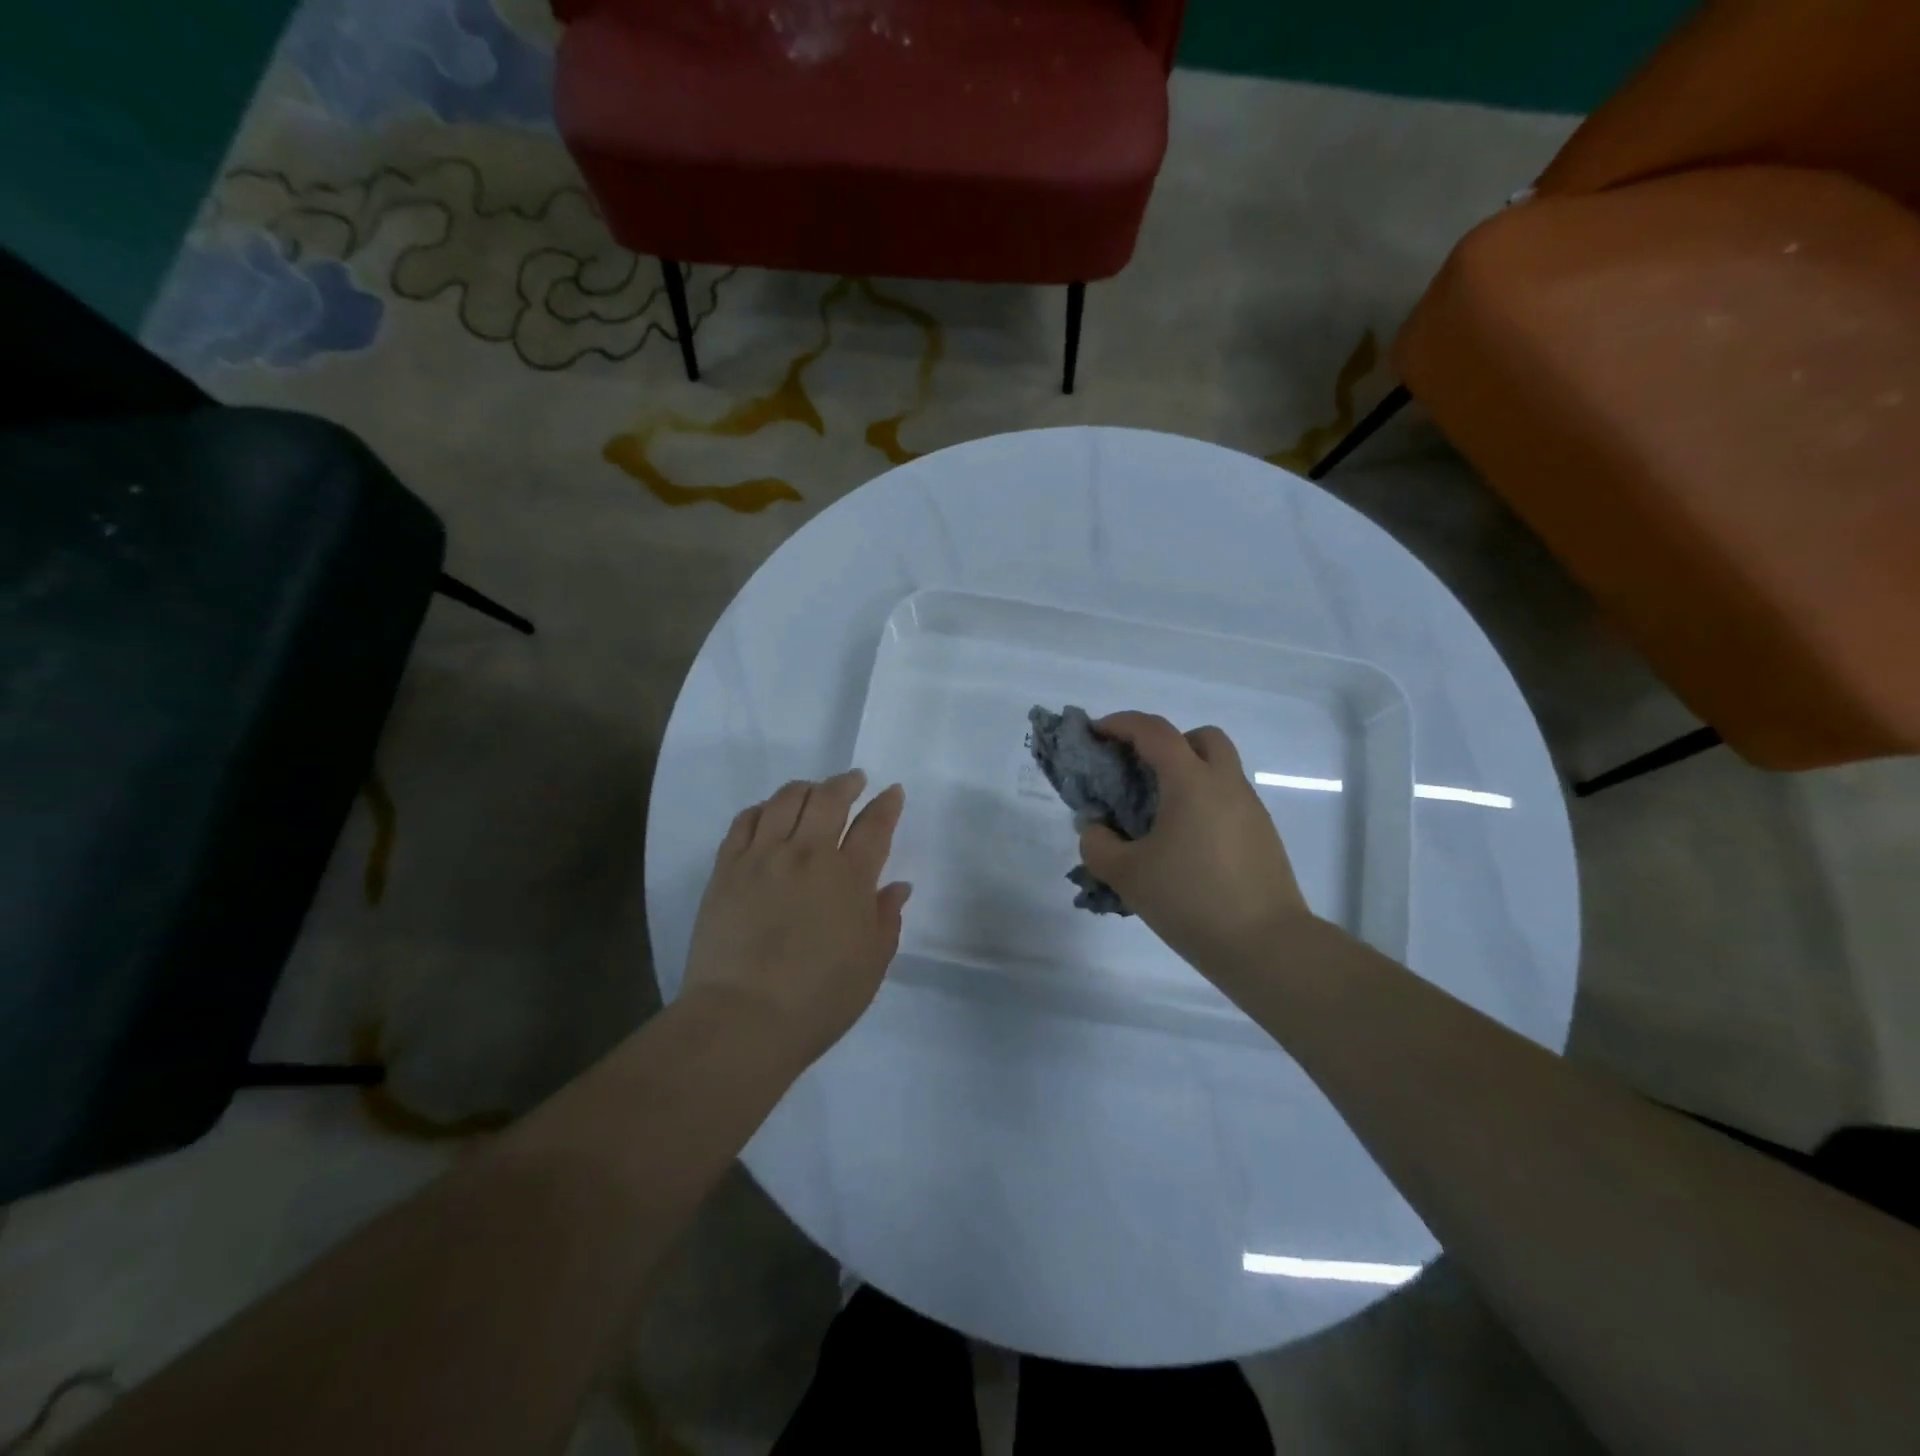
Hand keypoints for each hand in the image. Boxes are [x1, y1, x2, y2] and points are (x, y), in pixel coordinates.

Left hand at [684, 770, 910, 1061]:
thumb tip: (897, 886)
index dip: (887, 804)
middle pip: (829, 798)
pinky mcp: (727, 868)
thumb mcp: (871, 965)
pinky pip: (745, 820)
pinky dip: (763, 808)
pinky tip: (769, 814)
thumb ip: (887, 919)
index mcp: (849, 878)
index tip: (892, 792)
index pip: (875, 826)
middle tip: (855, 780)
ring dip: (806, 788)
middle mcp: (807, 855)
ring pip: (786, 800)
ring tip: (813, 792)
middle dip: (847, 782)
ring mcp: (763, 857)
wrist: (742, 1019)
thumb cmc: (818, 1000)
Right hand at [1080, 713, 1311, 981]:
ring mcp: (1250, 810)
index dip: (1120, 724)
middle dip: (1166, 743)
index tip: (1095, 733)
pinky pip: (1226, 802)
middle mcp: (1226, 784)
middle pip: (1200, 738)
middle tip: (1139, 772)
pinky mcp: (1262, 837)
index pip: (1154, 731)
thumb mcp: (1127, 875)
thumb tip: (1096, 828)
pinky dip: (1201, 805)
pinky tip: (1183, 846)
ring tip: (1155, 817)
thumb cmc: (1191, 900)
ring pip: (1218, 771)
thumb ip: (1098, 845)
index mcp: (1191, 782)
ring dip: (1185, 776)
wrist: (1266, 946)